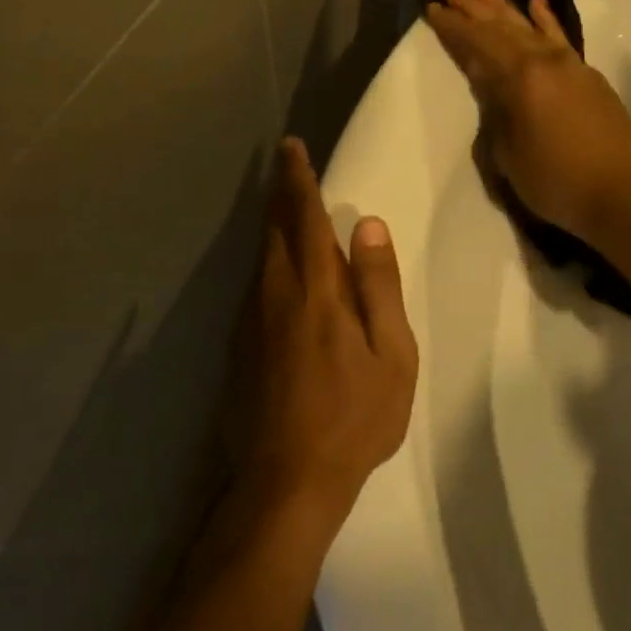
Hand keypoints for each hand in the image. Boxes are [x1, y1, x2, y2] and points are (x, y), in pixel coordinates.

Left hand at [235, 138, 417, 541]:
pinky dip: (268, 256)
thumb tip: (367, 225)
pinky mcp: (239, 344)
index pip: (304, 218)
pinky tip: (279, 264)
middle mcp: (275, 293)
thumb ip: (378, 286)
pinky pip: (256, 282)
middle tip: (286, 162)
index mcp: (316, 290)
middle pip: (274, 228)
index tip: (292, 147)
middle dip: (280, 191)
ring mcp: (251, 320)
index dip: (299, 179)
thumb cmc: (353, 419)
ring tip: (285, 201)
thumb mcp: (391, 356)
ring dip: (272, 222)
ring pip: (261, 254)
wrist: (284, 482)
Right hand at [424, 0, 630, 243]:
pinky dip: (545, 19)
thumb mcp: (509, 155)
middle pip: (502, 27)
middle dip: (474, 6)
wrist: (625, 195)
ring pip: (530, 26)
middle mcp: (545, 61)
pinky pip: (559, 37)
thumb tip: (492, 90)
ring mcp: (571, 65)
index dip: (454, 26)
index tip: (433, 6)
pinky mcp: (589, 76)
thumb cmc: (557, 182)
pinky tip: (537, 3)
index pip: (478, 44)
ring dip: (505, 5)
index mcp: (520, 79)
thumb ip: (496, 115)